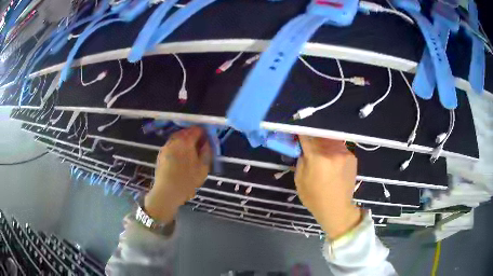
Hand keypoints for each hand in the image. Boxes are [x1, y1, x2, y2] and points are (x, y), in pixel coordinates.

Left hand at [144, 127, 211, 223]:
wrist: (167, 191)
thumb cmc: (187, 180)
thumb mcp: (203, 168)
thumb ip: (206, 152)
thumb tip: (207, 143)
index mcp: (186, 141)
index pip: (197, 129)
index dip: (204, 133)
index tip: (207, 141)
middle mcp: (174, 140)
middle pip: (186, 132)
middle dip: (193, 137)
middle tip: (199, 146)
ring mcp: (166, 146)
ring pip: (177, 138)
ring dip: (185, 142)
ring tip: (190, 153)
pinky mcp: (161, 154)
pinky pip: (172, 146)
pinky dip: (178, 148)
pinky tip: (181, 158)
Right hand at [295, 136, 361, 239]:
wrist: (337, 208)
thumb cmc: (314, 197)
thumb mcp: (299, 180)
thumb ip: (301, 159)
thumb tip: (304, 147)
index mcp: (318, 157)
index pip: (306, 135)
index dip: (300, 131)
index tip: (296, 129)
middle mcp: (333, 151)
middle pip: (319, 134)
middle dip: (312, 135)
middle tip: (307, 140)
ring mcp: (345, 153)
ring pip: (330, 138)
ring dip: (323, 140)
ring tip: (319, 148)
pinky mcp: (352, 156)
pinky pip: (339, 146)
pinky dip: (332, 148)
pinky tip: (330, 158)